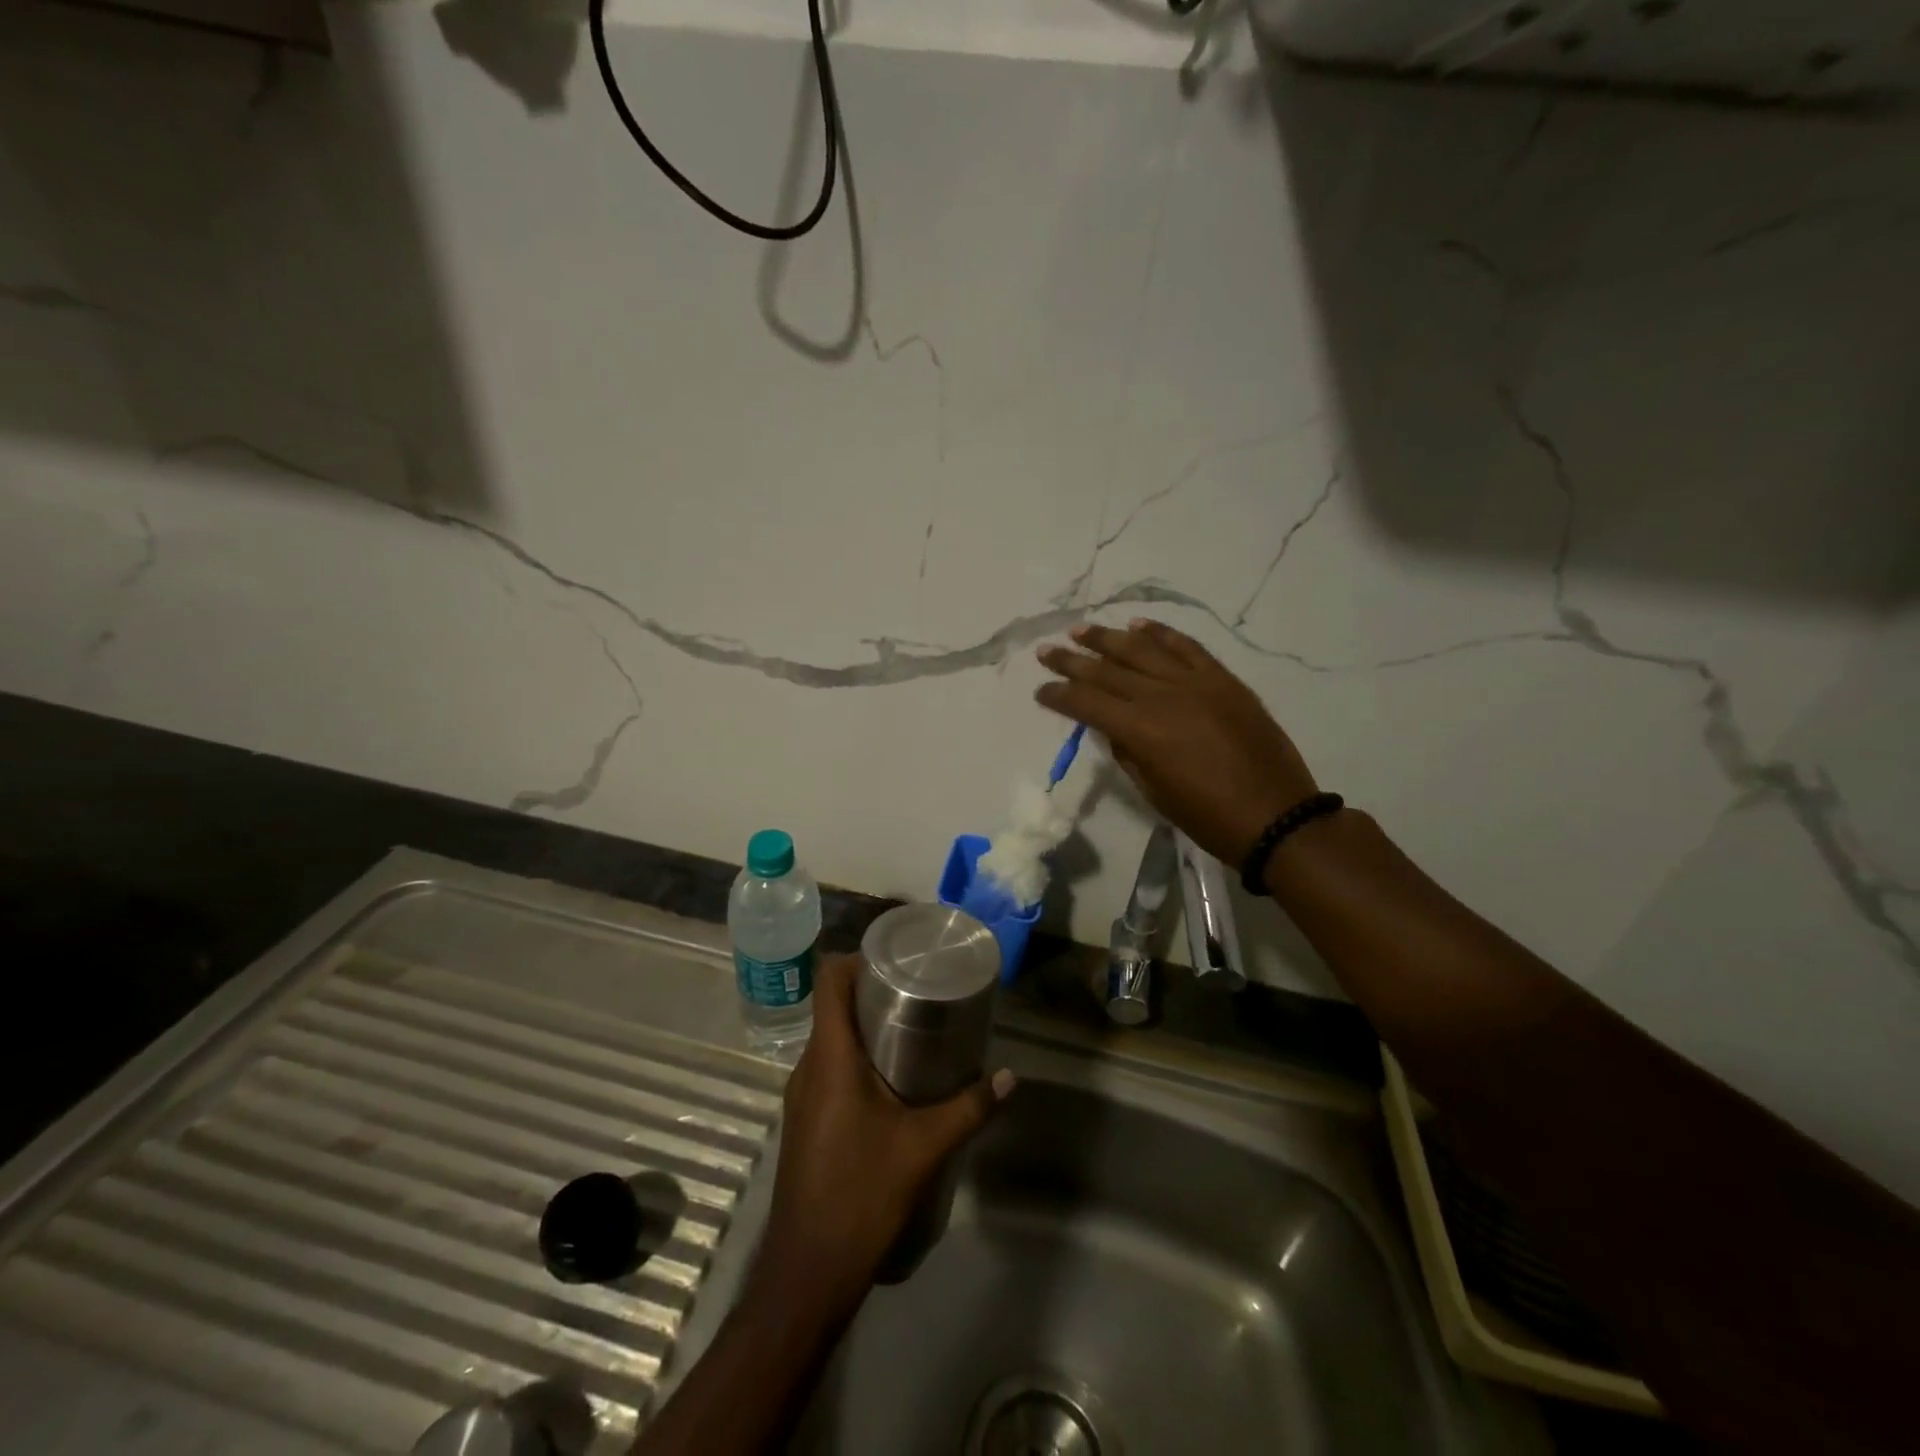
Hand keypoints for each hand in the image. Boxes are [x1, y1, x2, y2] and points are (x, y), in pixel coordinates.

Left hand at [756, 954, 1013, 1313]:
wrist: (808, 1270)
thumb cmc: (861, 1194)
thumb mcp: (925, 1147)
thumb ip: (969, 1108)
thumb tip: (1009, 1077)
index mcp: (830, 1057)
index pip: (828, 981)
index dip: (856, 958)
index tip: (895, 958)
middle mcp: (808, 1067)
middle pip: (832, 1007)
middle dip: (871, 992)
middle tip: (918, 991)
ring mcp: (801, 1096)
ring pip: (830, 1039)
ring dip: (864, 1028)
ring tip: (912, 1031)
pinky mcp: (805, 1120)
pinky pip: (827, 1069)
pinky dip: (855, 1058)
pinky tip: (891, 1080)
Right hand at [1035, 618, 1317, 864]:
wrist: (1275, 815)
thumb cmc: (1207, 816)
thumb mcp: (1154, 791)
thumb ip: (1127, 753)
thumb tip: (1111, 726)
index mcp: (1142, 731)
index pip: (1087, 703)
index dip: (1060, 696)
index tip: (1040, 690)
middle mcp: (1163, 696)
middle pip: (1108, 671)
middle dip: (1072, 661)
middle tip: (1047, 650)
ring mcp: (1196, 682)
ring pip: (1143, 649)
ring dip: (1108, 638)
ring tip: (1081, 629)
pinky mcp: (1222, 679)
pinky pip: (1186, 646)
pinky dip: (1161, 633)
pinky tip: (1139, 624)